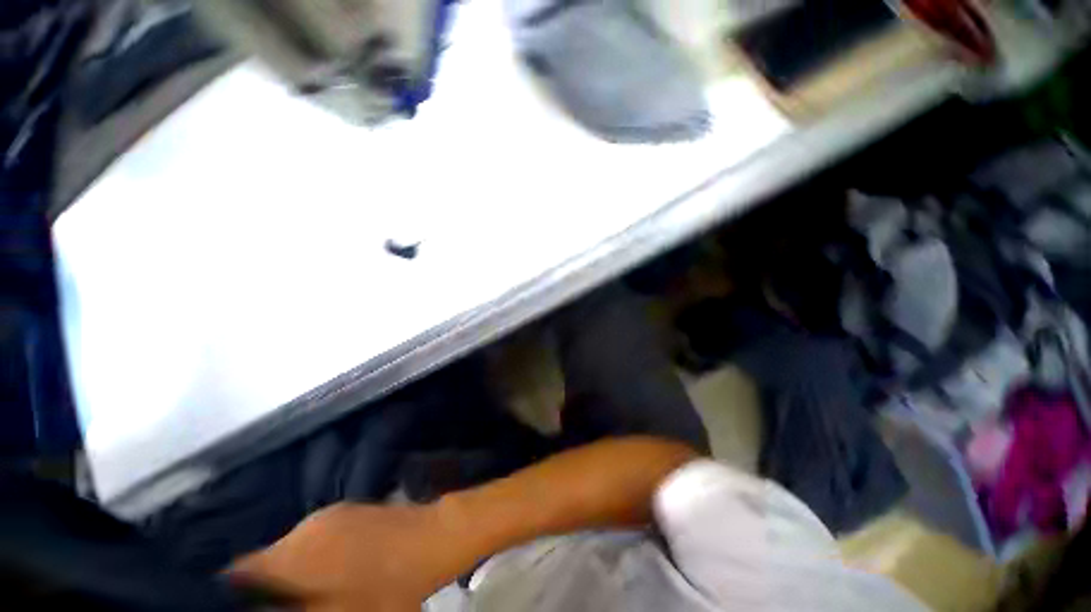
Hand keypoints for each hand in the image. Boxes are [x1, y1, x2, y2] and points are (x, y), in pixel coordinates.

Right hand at [228, 503, 454, 611]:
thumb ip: (291, 611)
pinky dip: (313, 554)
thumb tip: (262, 606)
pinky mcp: (350, 508)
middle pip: (266, 558)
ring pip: (292, 545)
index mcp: (294, 554)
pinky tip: (333, 569)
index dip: (234, 591)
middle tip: (283, 604)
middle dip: (266, 584)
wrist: (431, 540)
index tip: (243, 605)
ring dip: (291, 568)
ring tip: (308, 590)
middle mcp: (306, 526)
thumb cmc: (385, 589)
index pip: (241, 570)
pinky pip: (316, 534)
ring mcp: (331, 513)